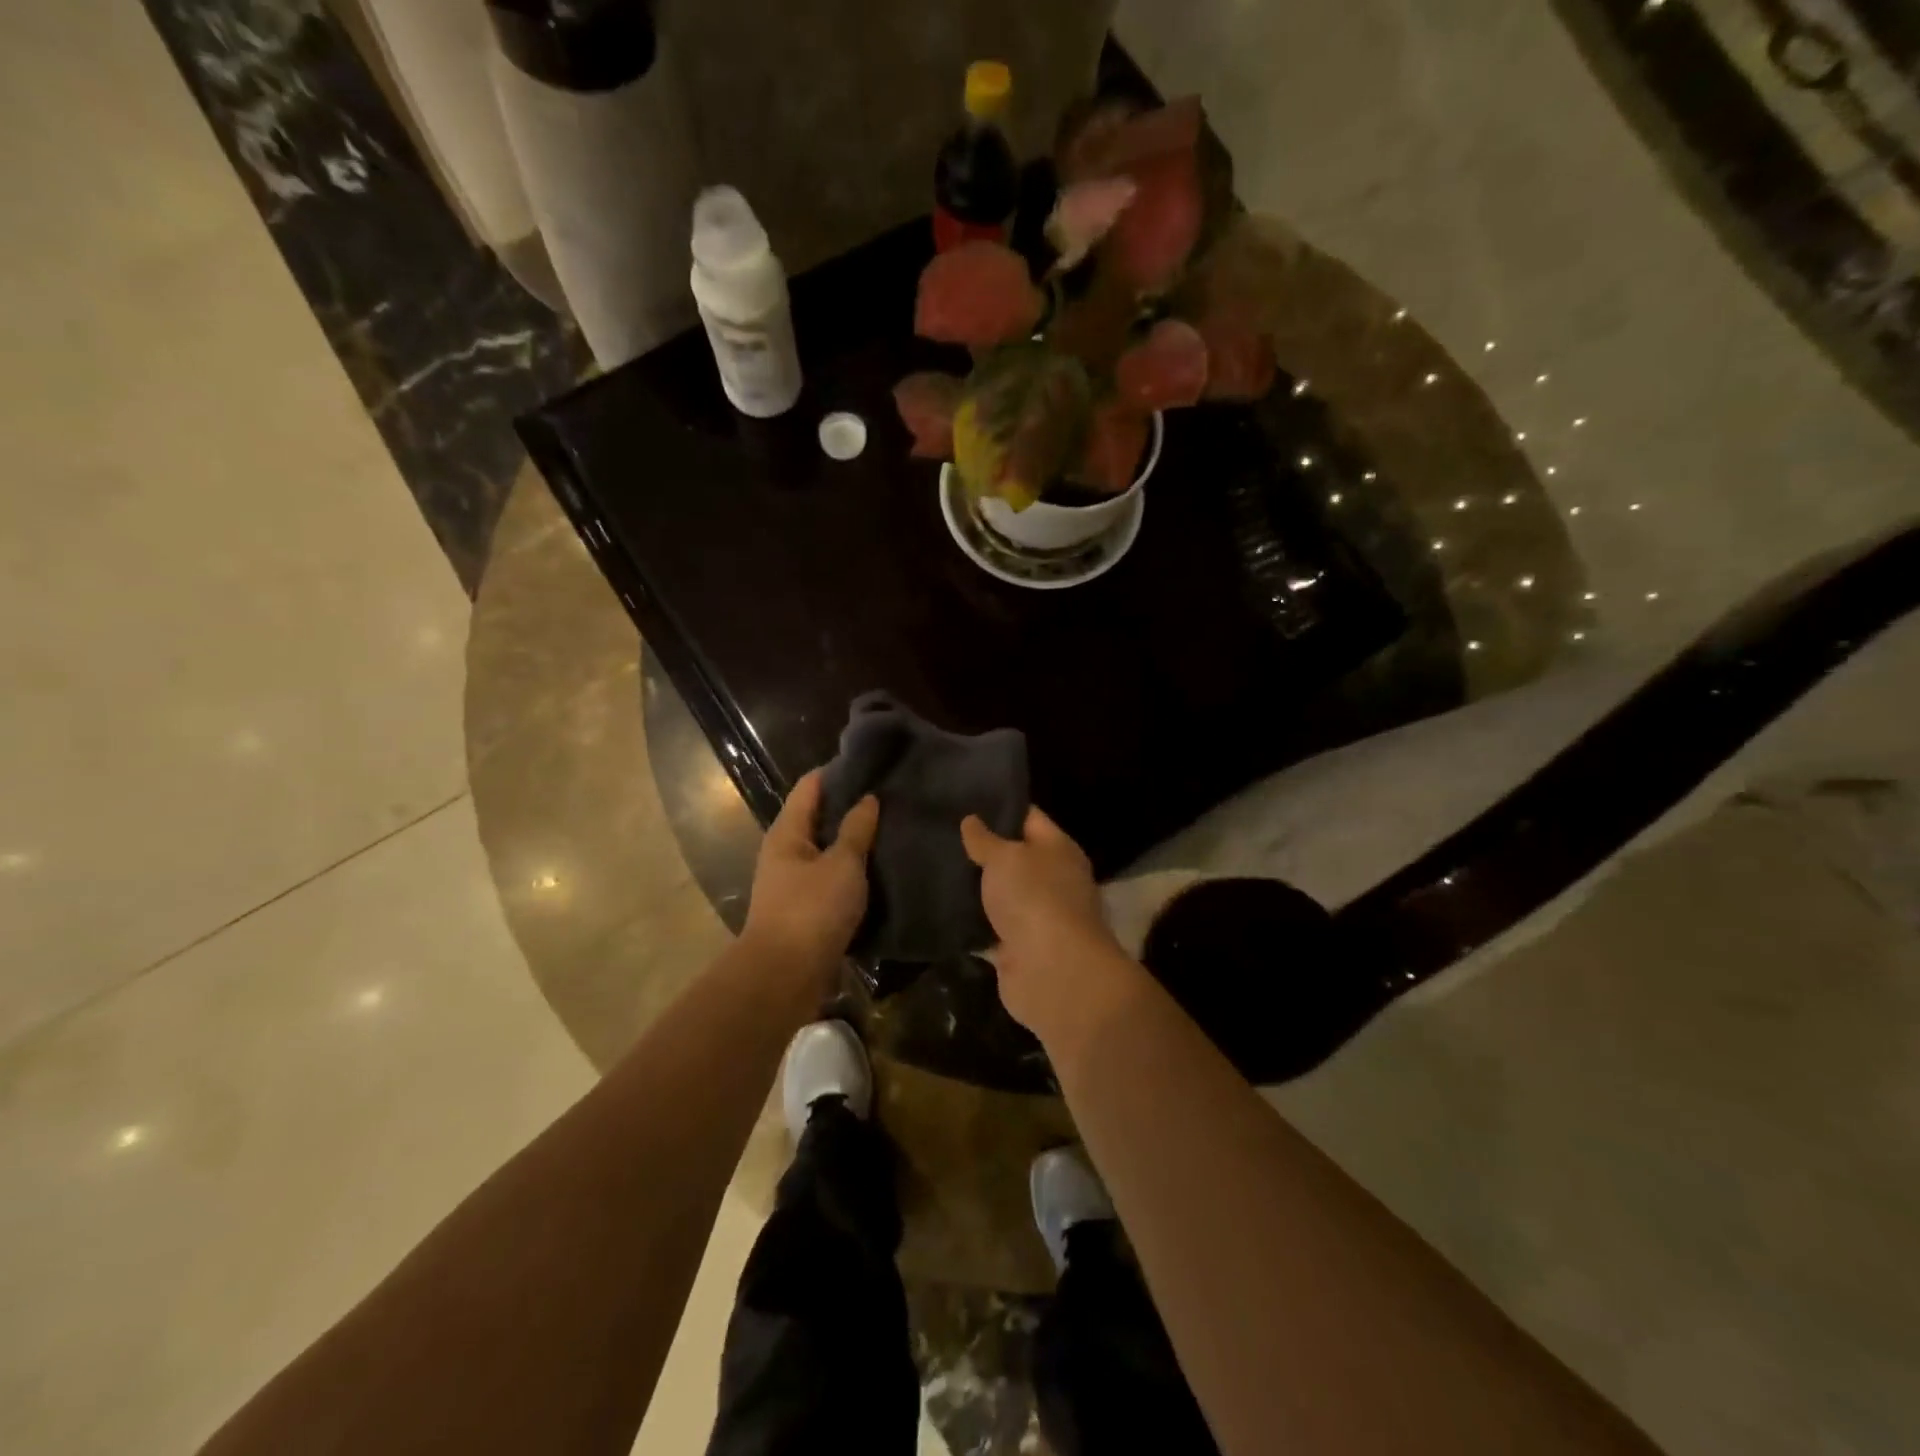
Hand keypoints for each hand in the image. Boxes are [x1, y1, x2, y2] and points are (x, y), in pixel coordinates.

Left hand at [742, 770, 878, 985]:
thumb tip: (868, 798)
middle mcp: (786, 852)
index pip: (811, 786)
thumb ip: (857, 830)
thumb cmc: (812, 910)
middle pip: (819, 816)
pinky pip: (832, 878)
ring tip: (891, 827)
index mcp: (787, 832)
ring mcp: (794, 882)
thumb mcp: (842, 864)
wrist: (786, 976)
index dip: (839, 771)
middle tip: (891, 795)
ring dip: (854, 840)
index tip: (873, 763)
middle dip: (851, 805)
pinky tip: (880, 867)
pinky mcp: (806, 909)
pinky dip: (853, 870)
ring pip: (827, 849)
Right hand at [960, 807, 1143, 1047]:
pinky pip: (989, 929)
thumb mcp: (1005, 857)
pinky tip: (939, 908)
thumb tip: (972, 820)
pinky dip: (970, 923)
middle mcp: (1052, 880)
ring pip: (1000, 895)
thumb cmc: (1034, 898)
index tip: (965, 798)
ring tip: (933, 866)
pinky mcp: (1017, 949)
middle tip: (940, 833)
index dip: (1000, 807)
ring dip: (975, 888)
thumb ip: (985, 839)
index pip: (1029, 818)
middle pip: (1014, 858)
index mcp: (1058, 850)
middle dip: (982, 849)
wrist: (1051, 972)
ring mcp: (1036, 917)